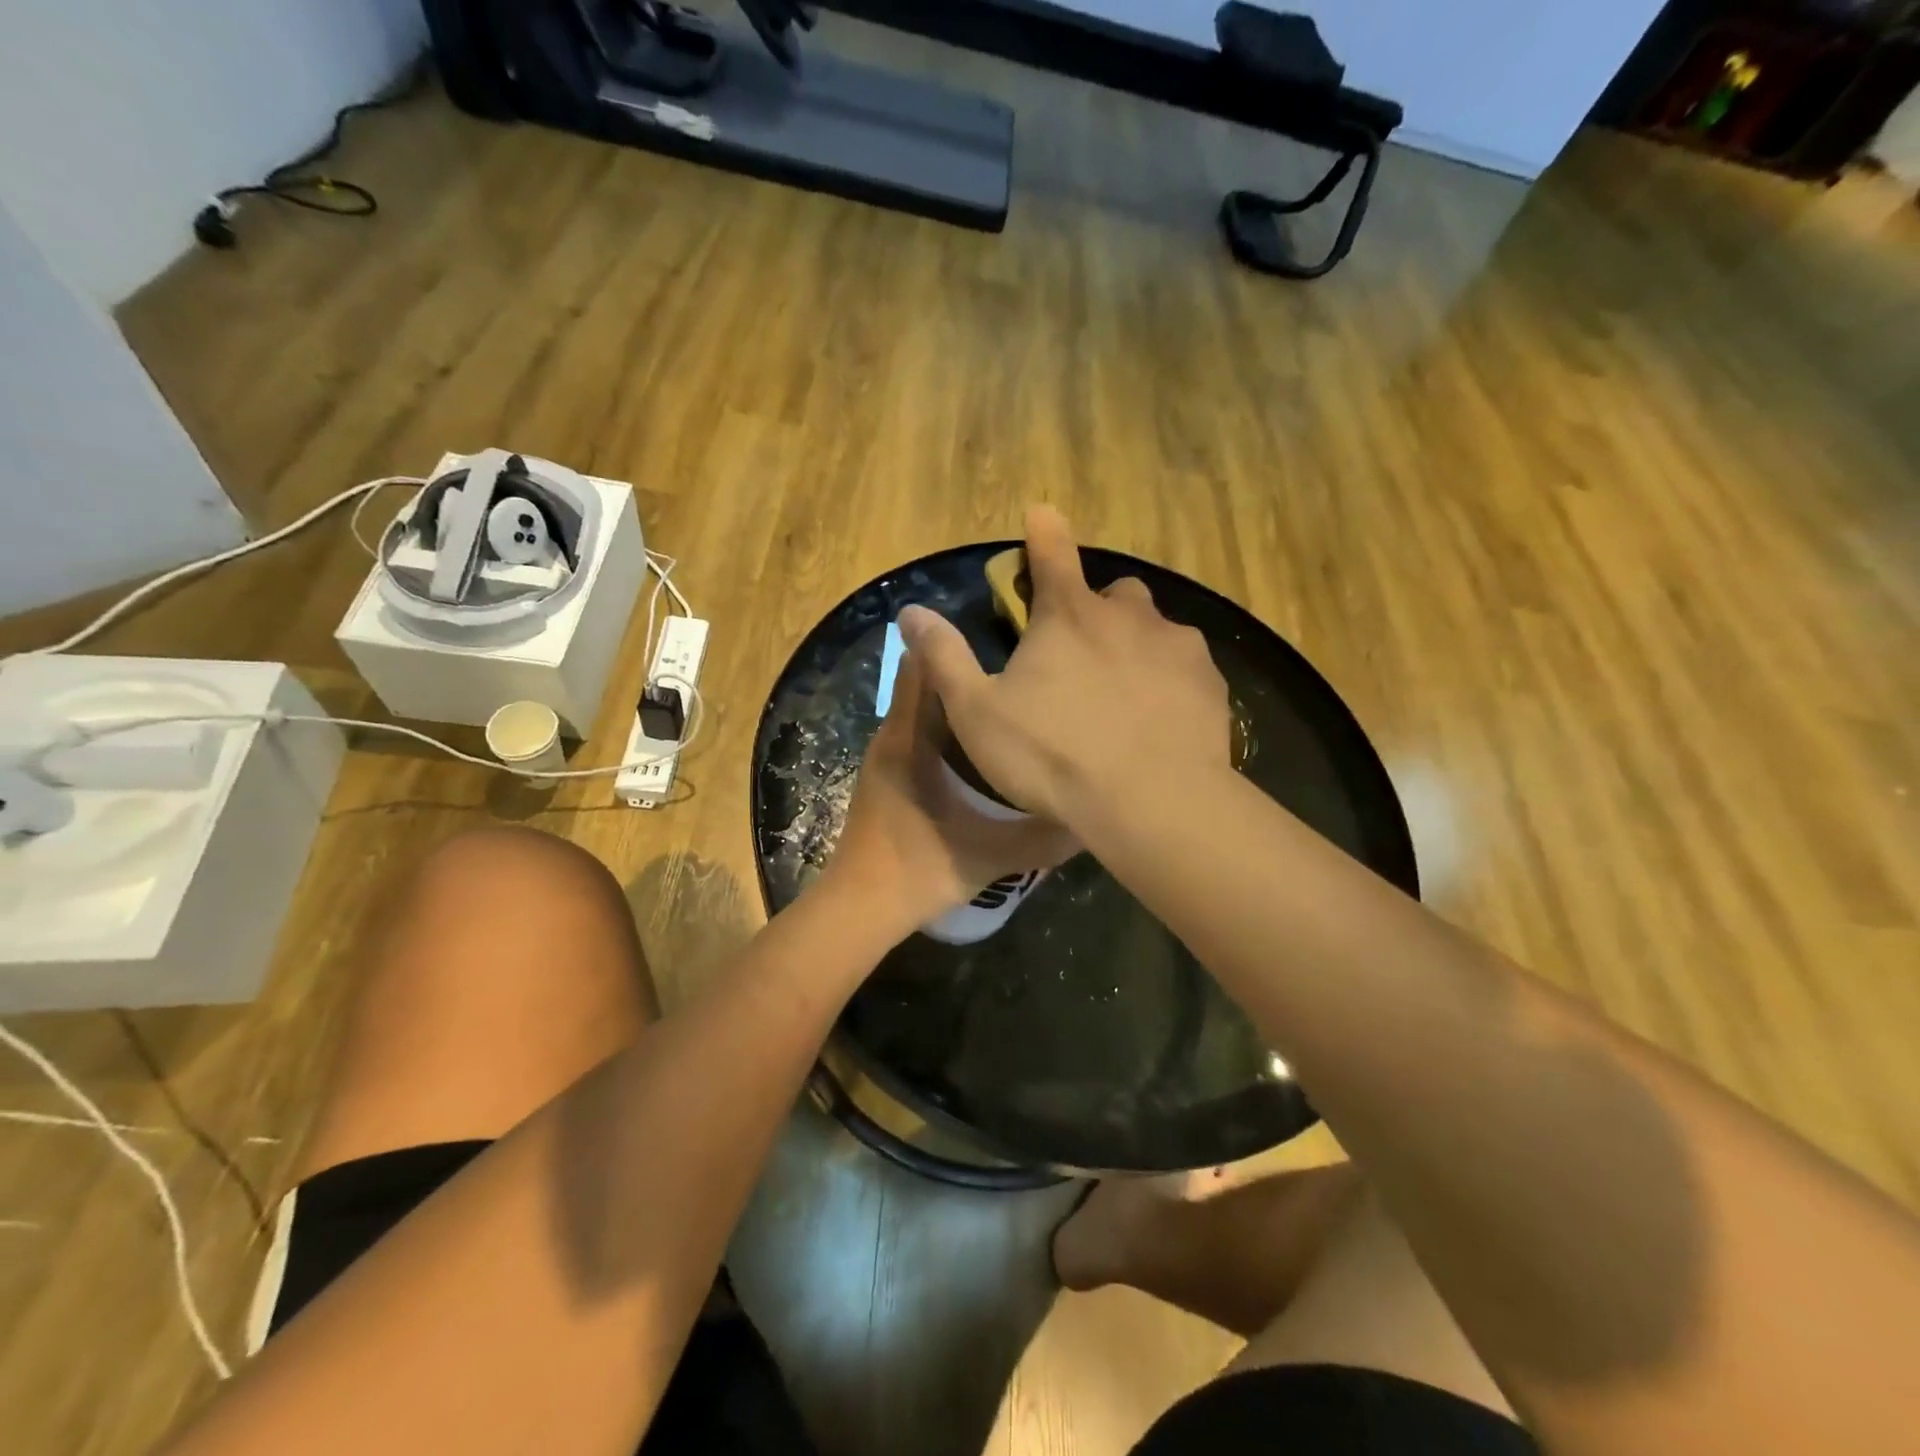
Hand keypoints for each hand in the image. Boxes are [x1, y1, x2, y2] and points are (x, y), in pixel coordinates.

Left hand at [824, 650, 1080, 935]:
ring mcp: (888, 758)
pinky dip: (950, 728)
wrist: (860, 909)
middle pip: (928, 683)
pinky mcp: (890, 778)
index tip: (1004, 636)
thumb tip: (1091, 818)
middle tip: (1021, 669)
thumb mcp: (993, 854)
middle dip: (969, 670)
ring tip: (1011, 700)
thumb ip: (1044, 835)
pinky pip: (921, 735)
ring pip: (925, 711)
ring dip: (961, 701)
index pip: (925, 666)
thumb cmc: (920, 869)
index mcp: (911, 739)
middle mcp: (894, 737)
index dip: (957, 644)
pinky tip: (987, 746)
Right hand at [897, 506, 1232, 828]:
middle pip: (1113, 593)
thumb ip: (944, 657)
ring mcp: (1175, 646)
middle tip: (1083, 654)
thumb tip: (910, 611)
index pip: (1051, 553)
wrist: (1150, 801)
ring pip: (1155, 628)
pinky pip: (1185, 666)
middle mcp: (1127, 615)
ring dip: (1136, 646)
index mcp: (1067, 616)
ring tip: (1124, 695)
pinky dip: (1169, 681)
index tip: (1042, 512)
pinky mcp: (1210, 681)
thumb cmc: (1052, 755)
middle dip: (1097, 610)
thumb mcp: (977, 712)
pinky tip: (1159, 720)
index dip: (1043, 531)